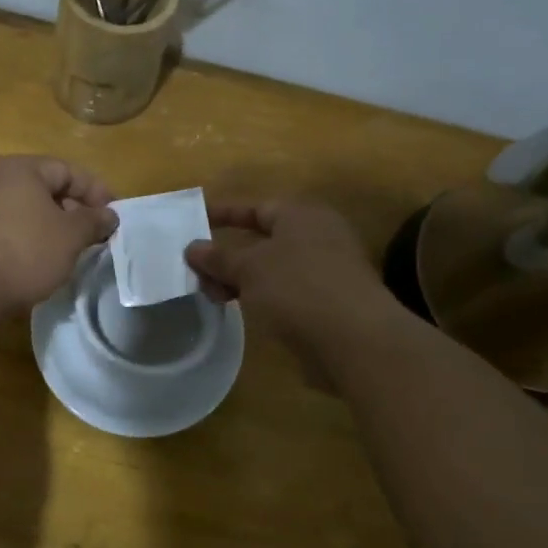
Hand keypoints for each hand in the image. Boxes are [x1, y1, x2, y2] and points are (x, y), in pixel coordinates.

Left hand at [0, 156, 117, 314]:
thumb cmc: (24, 250)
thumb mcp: (70, 236)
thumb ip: (94, 221)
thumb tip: (109, 215)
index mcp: (22, 169)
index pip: (69, 170)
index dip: (97, 192)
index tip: (115, 218)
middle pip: (47, 190)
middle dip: (75, 212)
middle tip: (95, 238)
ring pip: (28, 212)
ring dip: (53, 230)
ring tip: (71, 253)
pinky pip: (11, 231)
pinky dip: (31, 242)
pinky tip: (41, 264)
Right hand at [185, 200, 402, 369]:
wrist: (355, 340)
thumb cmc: (297, 288)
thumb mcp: (249, 268)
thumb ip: (219, 257)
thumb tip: (192, 248)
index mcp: (301, 215)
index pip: (255, 207)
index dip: (223, 214)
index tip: (195, 223)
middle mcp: (317, 236)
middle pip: (262, 240)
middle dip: (227, 255)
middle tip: (197, 274)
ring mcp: (326, 270)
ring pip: (272, 268)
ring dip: (241, 279)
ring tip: (214, 297)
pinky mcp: (329, 301)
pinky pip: (286, 291)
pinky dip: (262, 296)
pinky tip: (244, 311)